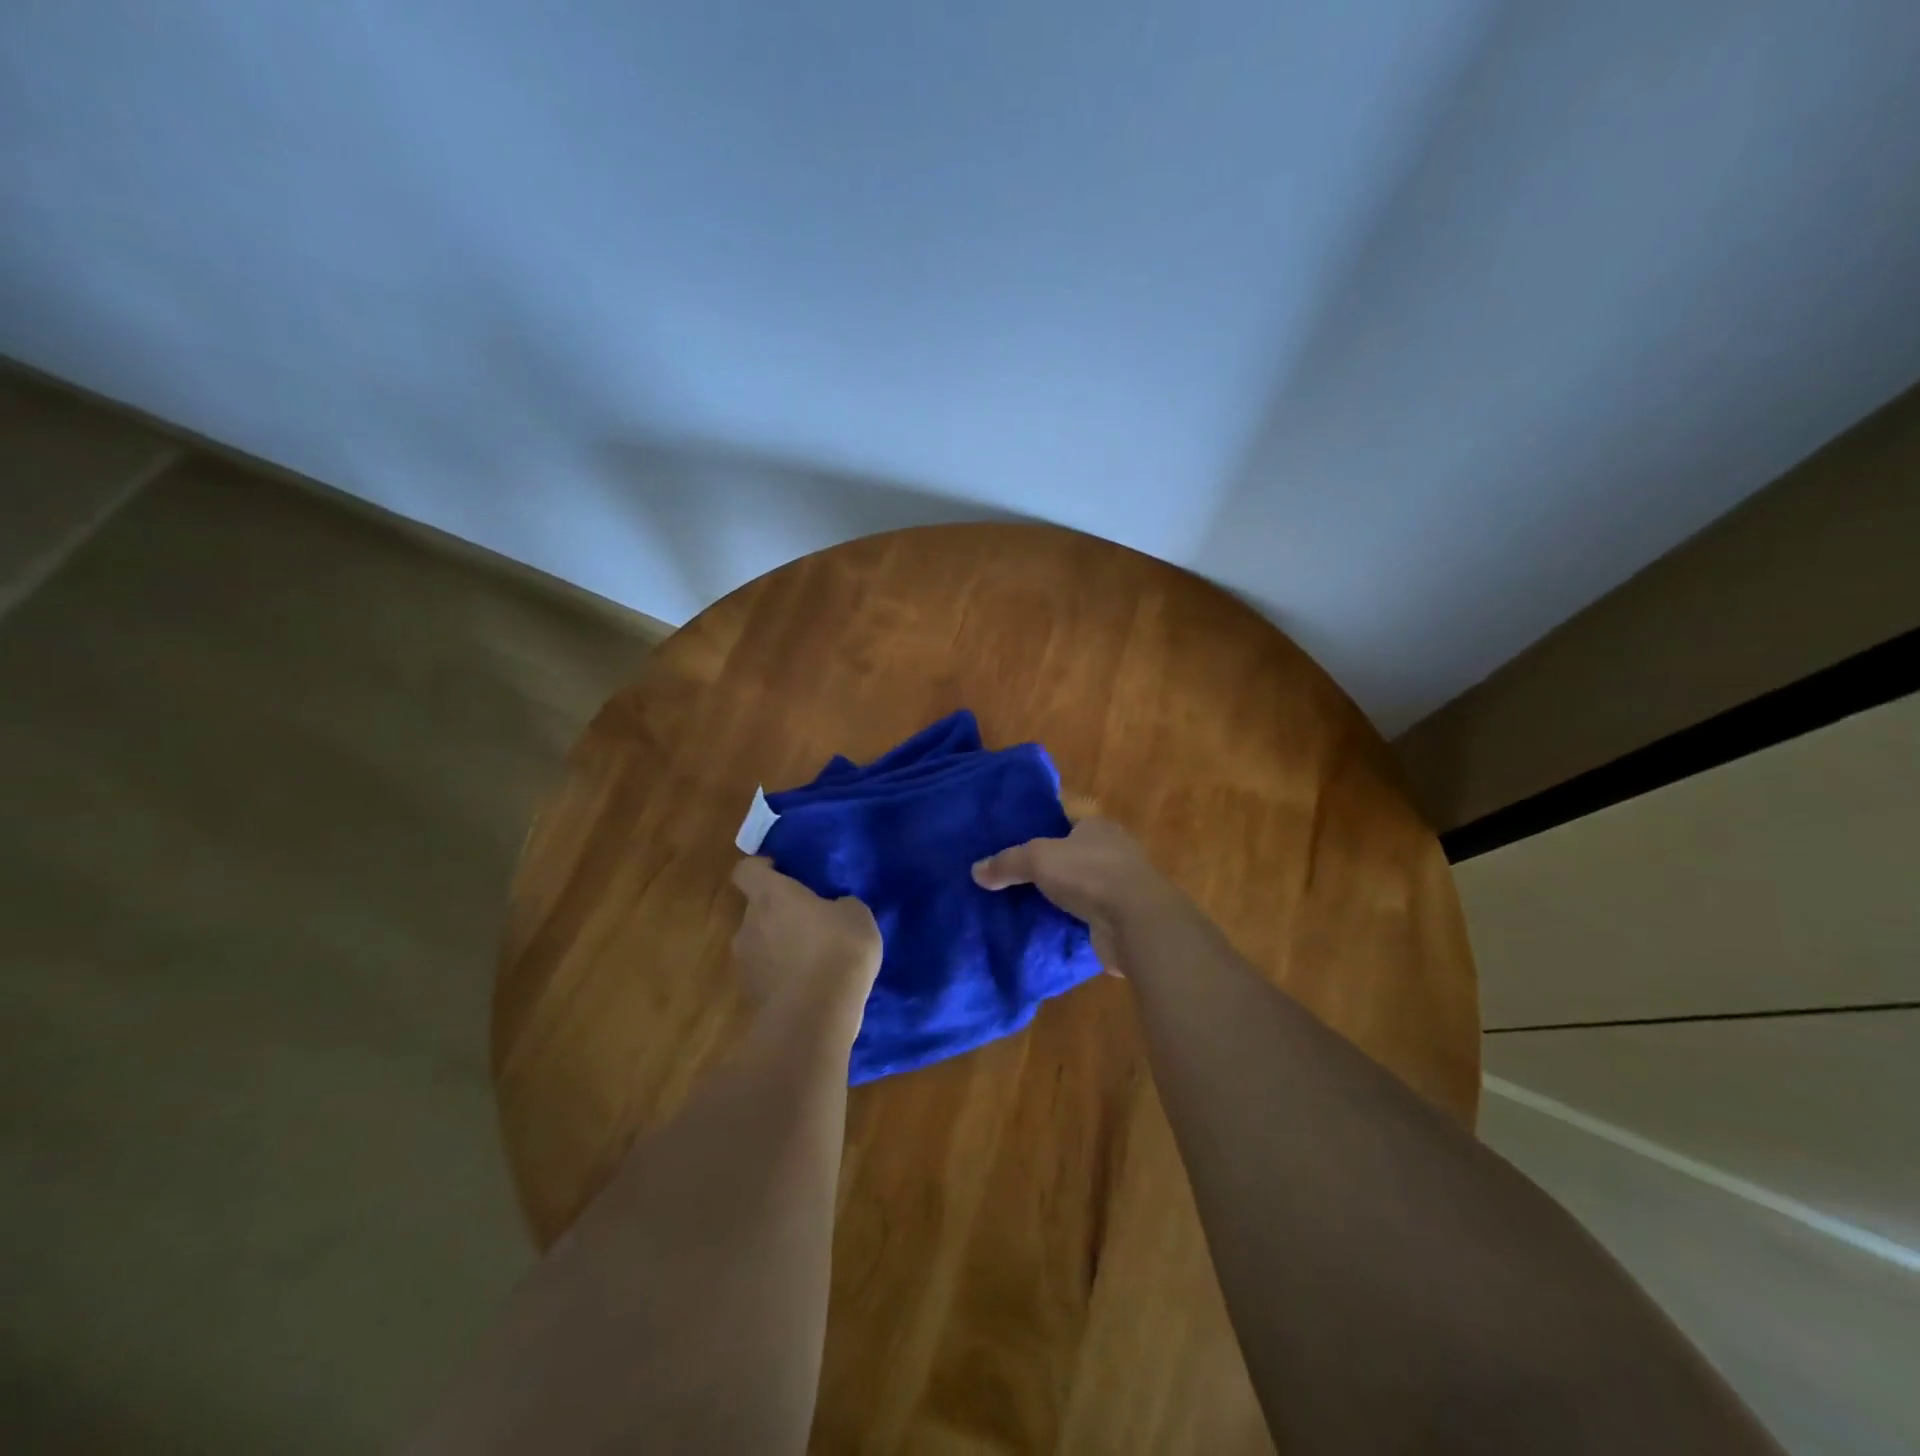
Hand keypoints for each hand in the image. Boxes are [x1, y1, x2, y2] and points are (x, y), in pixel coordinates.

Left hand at [730, 858, 881, 1028]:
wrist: (815, 1016)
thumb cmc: (837, 949)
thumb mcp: (857, 914)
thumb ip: (840, 904)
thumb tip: (835, 909)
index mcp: (770, 895)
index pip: (746, 870)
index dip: (761, 868)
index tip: (781, 872)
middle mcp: (748, 924)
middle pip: (754, 909)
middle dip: (778, 913)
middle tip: (809, 921)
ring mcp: (745, 963)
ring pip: (760, 944)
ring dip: (779, 947)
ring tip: (813, 959)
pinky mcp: (751, 996)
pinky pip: (766, 976)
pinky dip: (782, 976)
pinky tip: (810, 986)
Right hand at [971, 816, 1179, 974]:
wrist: (1135, 922)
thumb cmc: (1089, 874)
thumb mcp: (1038, 859)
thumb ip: (1007, 862)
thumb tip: (976, 870)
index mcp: (1098, 827)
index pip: (1069, 819)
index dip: (1045, 827)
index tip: (1019, 840)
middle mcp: (1113, 852)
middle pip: (1075, 854)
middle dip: (1052, 865)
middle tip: (1016, 876)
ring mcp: (1121, 887)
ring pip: (1082, 886)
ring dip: (1063, 895)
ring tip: (1027, 904)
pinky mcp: (1122, 918)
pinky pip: (1088, 915)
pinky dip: (1072, 921)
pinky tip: (1049, 927)